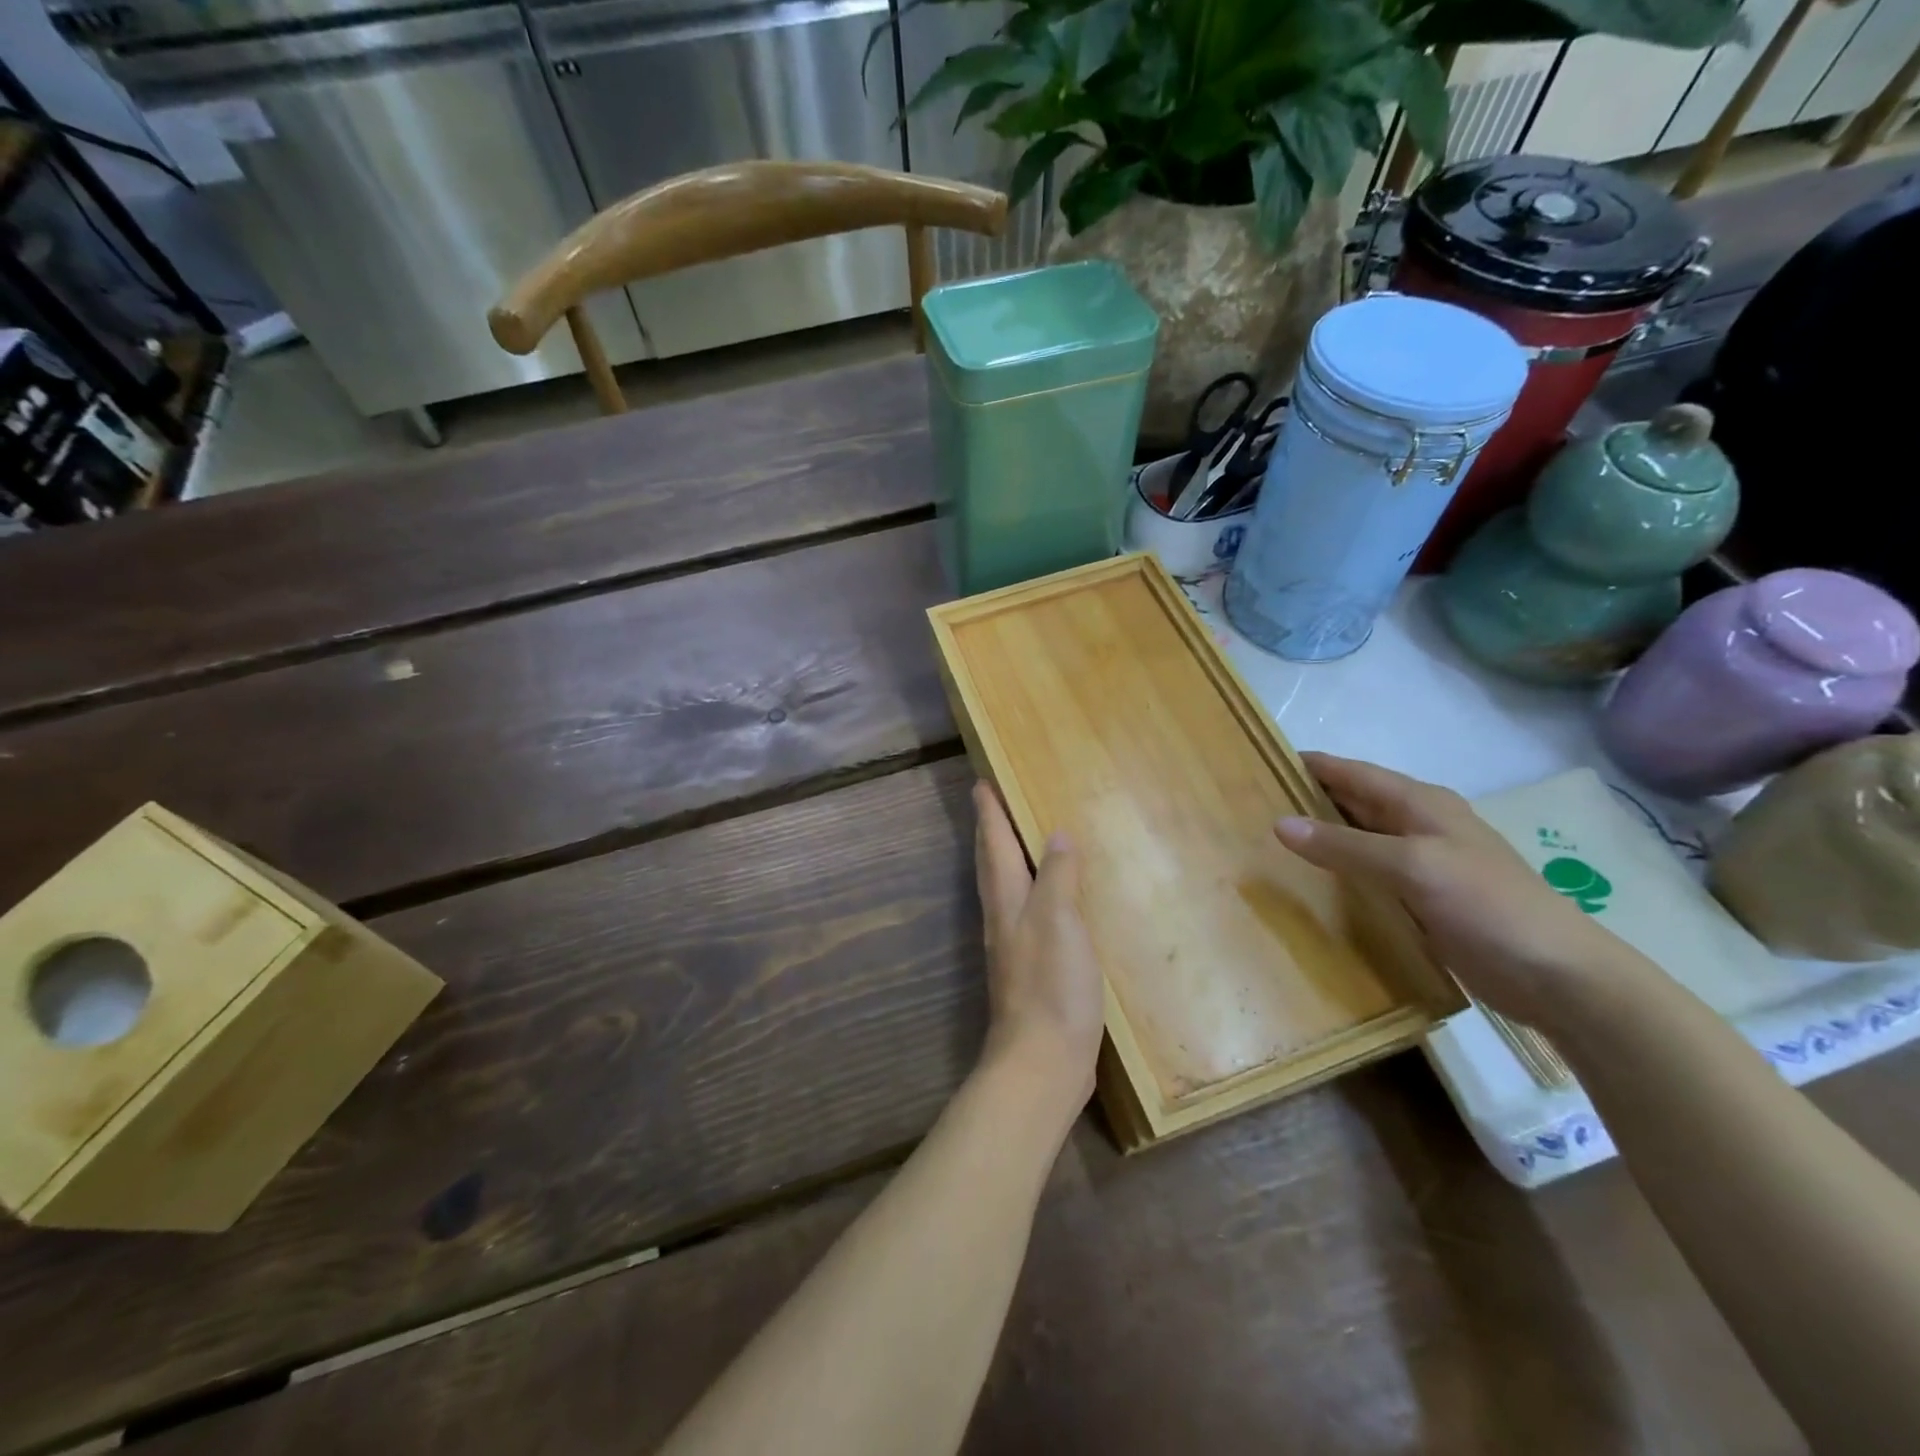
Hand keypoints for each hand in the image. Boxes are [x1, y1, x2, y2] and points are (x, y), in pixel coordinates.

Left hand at [972, 782, 1103, 1123]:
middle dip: (991, 831)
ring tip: (1019, 840)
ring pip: (1005, 888)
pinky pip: (1026, 914)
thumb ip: (1058, 876)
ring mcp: (1014, 946)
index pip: (995, 843)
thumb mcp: (1059, 921)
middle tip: (992, 802)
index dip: (989, 812)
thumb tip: (1056, 834)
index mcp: (1007, 900)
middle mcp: (1003, 917)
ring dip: (1006, 859)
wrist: (1042, 1062)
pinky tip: (1050, 900)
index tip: (981, 782)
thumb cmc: (1051, 986)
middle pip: (992, 863)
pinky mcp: (1031, 969)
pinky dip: (1032, 892)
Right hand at [1274, 753, 1635, 1035]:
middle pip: (1351, 803)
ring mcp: (1421, 864)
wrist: (1559, 976)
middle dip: (1306, 800)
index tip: (1258, 762)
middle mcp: (1417, 825)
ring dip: (1319, 839)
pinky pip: (1368, 876)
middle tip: (1250, 808)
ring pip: (1358, 840)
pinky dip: (1338, 874)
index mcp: (1419, 803)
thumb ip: (1345, 845)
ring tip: (1265, 845)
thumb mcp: (1412, 867)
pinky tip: (1308, 886)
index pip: (1351, 772)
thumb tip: (1279, 823)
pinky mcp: (1422, 900)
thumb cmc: (1487, 906)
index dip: (1308, 765)